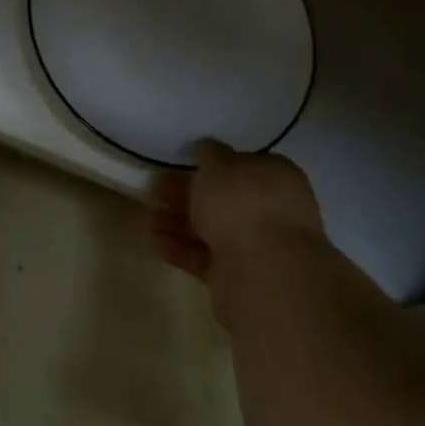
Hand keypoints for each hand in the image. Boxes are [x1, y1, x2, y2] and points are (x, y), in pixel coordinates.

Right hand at [149, 141, 328, 320]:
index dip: (210, 165)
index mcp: (275, 177)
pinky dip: (181, 248)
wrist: (263, 270)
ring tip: (149, 220)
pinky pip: (206, 257)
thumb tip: (208, 148)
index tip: (180, 164)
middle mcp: (272, 210)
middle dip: (187, 195)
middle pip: (223, 199)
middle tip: (155, 190)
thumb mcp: (219, 165)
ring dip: (179, 223)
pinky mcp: (240, 276)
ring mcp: (258, 246)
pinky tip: (155, 240)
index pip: (242, 166)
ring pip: (213, 229)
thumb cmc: (241, 203)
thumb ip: (210, 154)